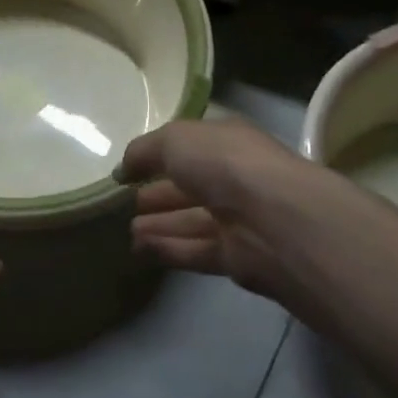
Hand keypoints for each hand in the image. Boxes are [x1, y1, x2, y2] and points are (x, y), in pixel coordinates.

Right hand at [116, 116, 344, 303]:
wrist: (274, 219)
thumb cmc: (224, 163)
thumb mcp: (174, 140)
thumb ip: (144, 151)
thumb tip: (123, 170)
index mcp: (227, 141)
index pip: (192, 146)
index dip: (161, 155)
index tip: (130, 169)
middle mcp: (235, 177)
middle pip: (191, 185)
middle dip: (159, 193)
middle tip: (125, 203)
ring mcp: (239, 218)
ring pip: (192, 220)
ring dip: (160, 224)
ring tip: (127, 231)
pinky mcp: (238, 257)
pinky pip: (196, 249)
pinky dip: (169, 248)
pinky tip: (141, 250)